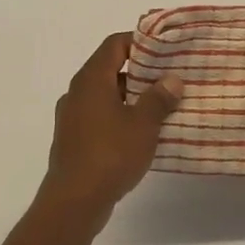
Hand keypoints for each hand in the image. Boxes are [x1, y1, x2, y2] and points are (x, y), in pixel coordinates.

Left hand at [38, 34, 182, 231]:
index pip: (115, 44)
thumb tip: (172, 79)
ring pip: (105, 95)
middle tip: (169, 78)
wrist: (73, 202)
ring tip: (161, 105)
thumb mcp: (143, 124)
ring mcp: (72, 116)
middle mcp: (77, 92)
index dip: (140, 42)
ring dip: (131, 97)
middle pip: (109, 68)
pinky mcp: (73, 139)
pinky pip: (99, 116)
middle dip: (140, 71)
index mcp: (91, 79)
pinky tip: (140, 133)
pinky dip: (119, 116)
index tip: (165, 50)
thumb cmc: (110, 154)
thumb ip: (159, 98)